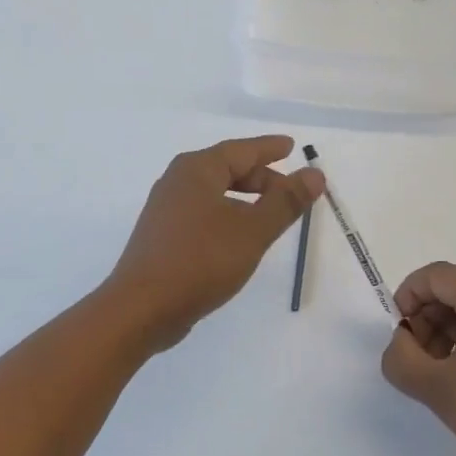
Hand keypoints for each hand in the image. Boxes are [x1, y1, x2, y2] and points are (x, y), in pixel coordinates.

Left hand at [107, 136, 324, 350]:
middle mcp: (178, 181)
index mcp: (197, 169)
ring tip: (270, 215)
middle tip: (291, 192)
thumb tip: (314, 174)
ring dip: (245, 199)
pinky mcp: (162, 236)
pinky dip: (227, 215)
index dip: (269, 149)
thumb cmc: (201, 260)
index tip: (291, 146)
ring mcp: (166, 209)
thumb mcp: (252, 230)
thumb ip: (285, 202)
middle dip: (261, 178)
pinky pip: (203, 213)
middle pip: (227, 169)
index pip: (242, 150)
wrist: (141, 308)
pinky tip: (239, 237)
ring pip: (215, 193)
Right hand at [381, 262, 455, 455]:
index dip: (408, 296)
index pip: (436, 275)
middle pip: (454, 289)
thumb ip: (401, 358)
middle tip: (416, 359)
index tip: (399, 334)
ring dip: (444, 332)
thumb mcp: (436, 389)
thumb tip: (401, 342)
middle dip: (426, 318)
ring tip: (439, 374)